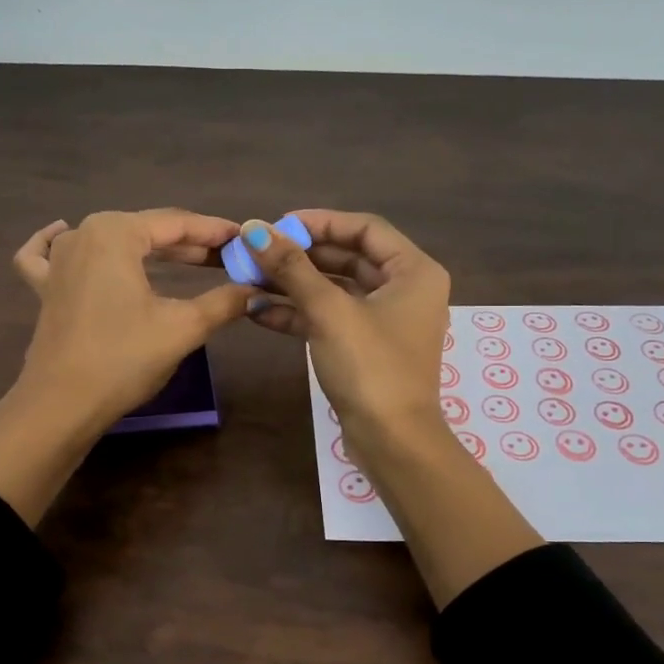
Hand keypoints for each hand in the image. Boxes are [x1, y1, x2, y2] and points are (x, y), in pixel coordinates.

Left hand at [0, 209, 250, 525]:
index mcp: (116, 233)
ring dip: (148, 248)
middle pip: (146, 230)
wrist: (62, 405)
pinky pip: (48, 254)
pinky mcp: (44, 289)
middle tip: (228, 258)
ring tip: (184, 260)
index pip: (177, 224)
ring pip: (110, 240)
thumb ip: (224, 302)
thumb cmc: (124, 358)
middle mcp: (83, 234)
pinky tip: (62, 234)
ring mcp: (57, 261)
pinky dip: (57, 243)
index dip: (216, 232)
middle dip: (190, 244)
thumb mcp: (183, 328)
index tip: (245, 240)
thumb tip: (257, 292)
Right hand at [243, 211, 540, 605]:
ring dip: (294, 284)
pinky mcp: (364, 347)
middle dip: (301, 255)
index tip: (278, 225)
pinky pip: (330, 318)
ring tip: (249, 277)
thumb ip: (291, 267)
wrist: (391, 441)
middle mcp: (404, 289)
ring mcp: (384, 320)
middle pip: (347, 257)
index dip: (320, 222)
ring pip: (335, 289)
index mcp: (413, 271)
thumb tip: (254, 229)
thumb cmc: (370, 367)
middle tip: (258, 251)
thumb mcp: (329, 311)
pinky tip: (258, 310)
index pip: (364, 228)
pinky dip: (298, 313)